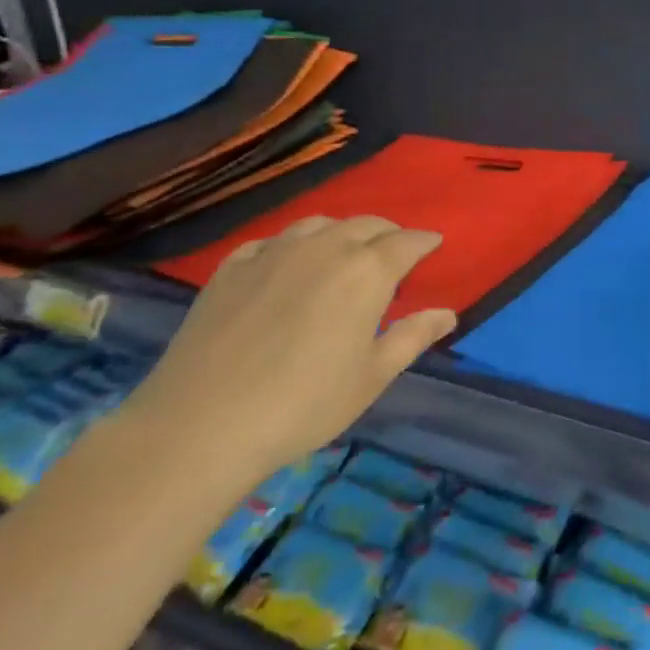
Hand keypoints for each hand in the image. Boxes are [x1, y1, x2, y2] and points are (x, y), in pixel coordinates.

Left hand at [119, 216, 454, 483]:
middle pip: (366, 224)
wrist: (202, 425)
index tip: (434, 246)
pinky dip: (292, 246)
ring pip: (319, 224)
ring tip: (343, 256)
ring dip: (341, 233)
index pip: (407, 241)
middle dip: (387, 234)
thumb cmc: (304, 404)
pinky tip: (287, 266)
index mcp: (366, 271)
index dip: (425, 241)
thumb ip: (413, 337)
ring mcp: (273, 252)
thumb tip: (448, 313)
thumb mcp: (372, 377)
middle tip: (395, 255)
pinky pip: (273, 241)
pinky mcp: (232, 267)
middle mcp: (324, 247)